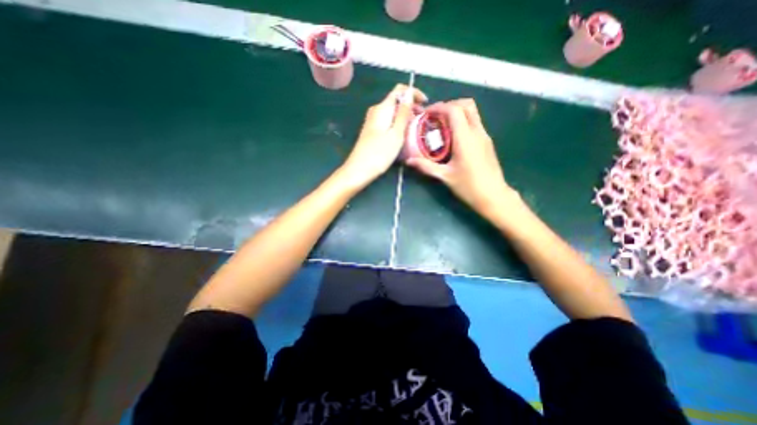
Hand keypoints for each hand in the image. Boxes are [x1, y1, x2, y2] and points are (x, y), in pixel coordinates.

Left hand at [341, 82, 423, 185]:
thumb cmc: (379, 153)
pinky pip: (388, 122)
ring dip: (405, 116)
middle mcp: (376, 111)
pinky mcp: (372, 131)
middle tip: (423, 119)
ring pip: (392, 112)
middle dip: (411, 106)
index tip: (425, 103)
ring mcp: (372, 122)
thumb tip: (409, 95)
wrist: (359, 170)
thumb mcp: (396, 133)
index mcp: (382, 108)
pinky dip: (398, 124)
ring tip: (416, 127)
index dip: (414, 93)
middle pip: (396, 101)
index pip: (399, 90)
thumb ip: (403, 113)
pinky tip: (404, 134)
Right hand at [408, 98, 520, 220]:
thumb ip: (426, 166)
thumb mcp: (445, 176)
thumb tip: (409, 161)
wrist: (494, 196)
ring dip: (457, 113)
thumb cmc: (469, 186)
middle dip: (449, 105)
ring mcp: (484, 136)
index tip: (427, 113)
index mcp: (465, 138)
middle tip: (435, 117)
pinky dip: (463, 122)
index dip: (439, 107)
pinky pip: (475, 123)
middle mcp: (477, 132)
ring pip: (472, 113)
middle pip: (466, 105)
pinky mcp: (487, 142)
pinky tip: (453, 137)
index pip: (454, 110)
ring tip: (442, 126)